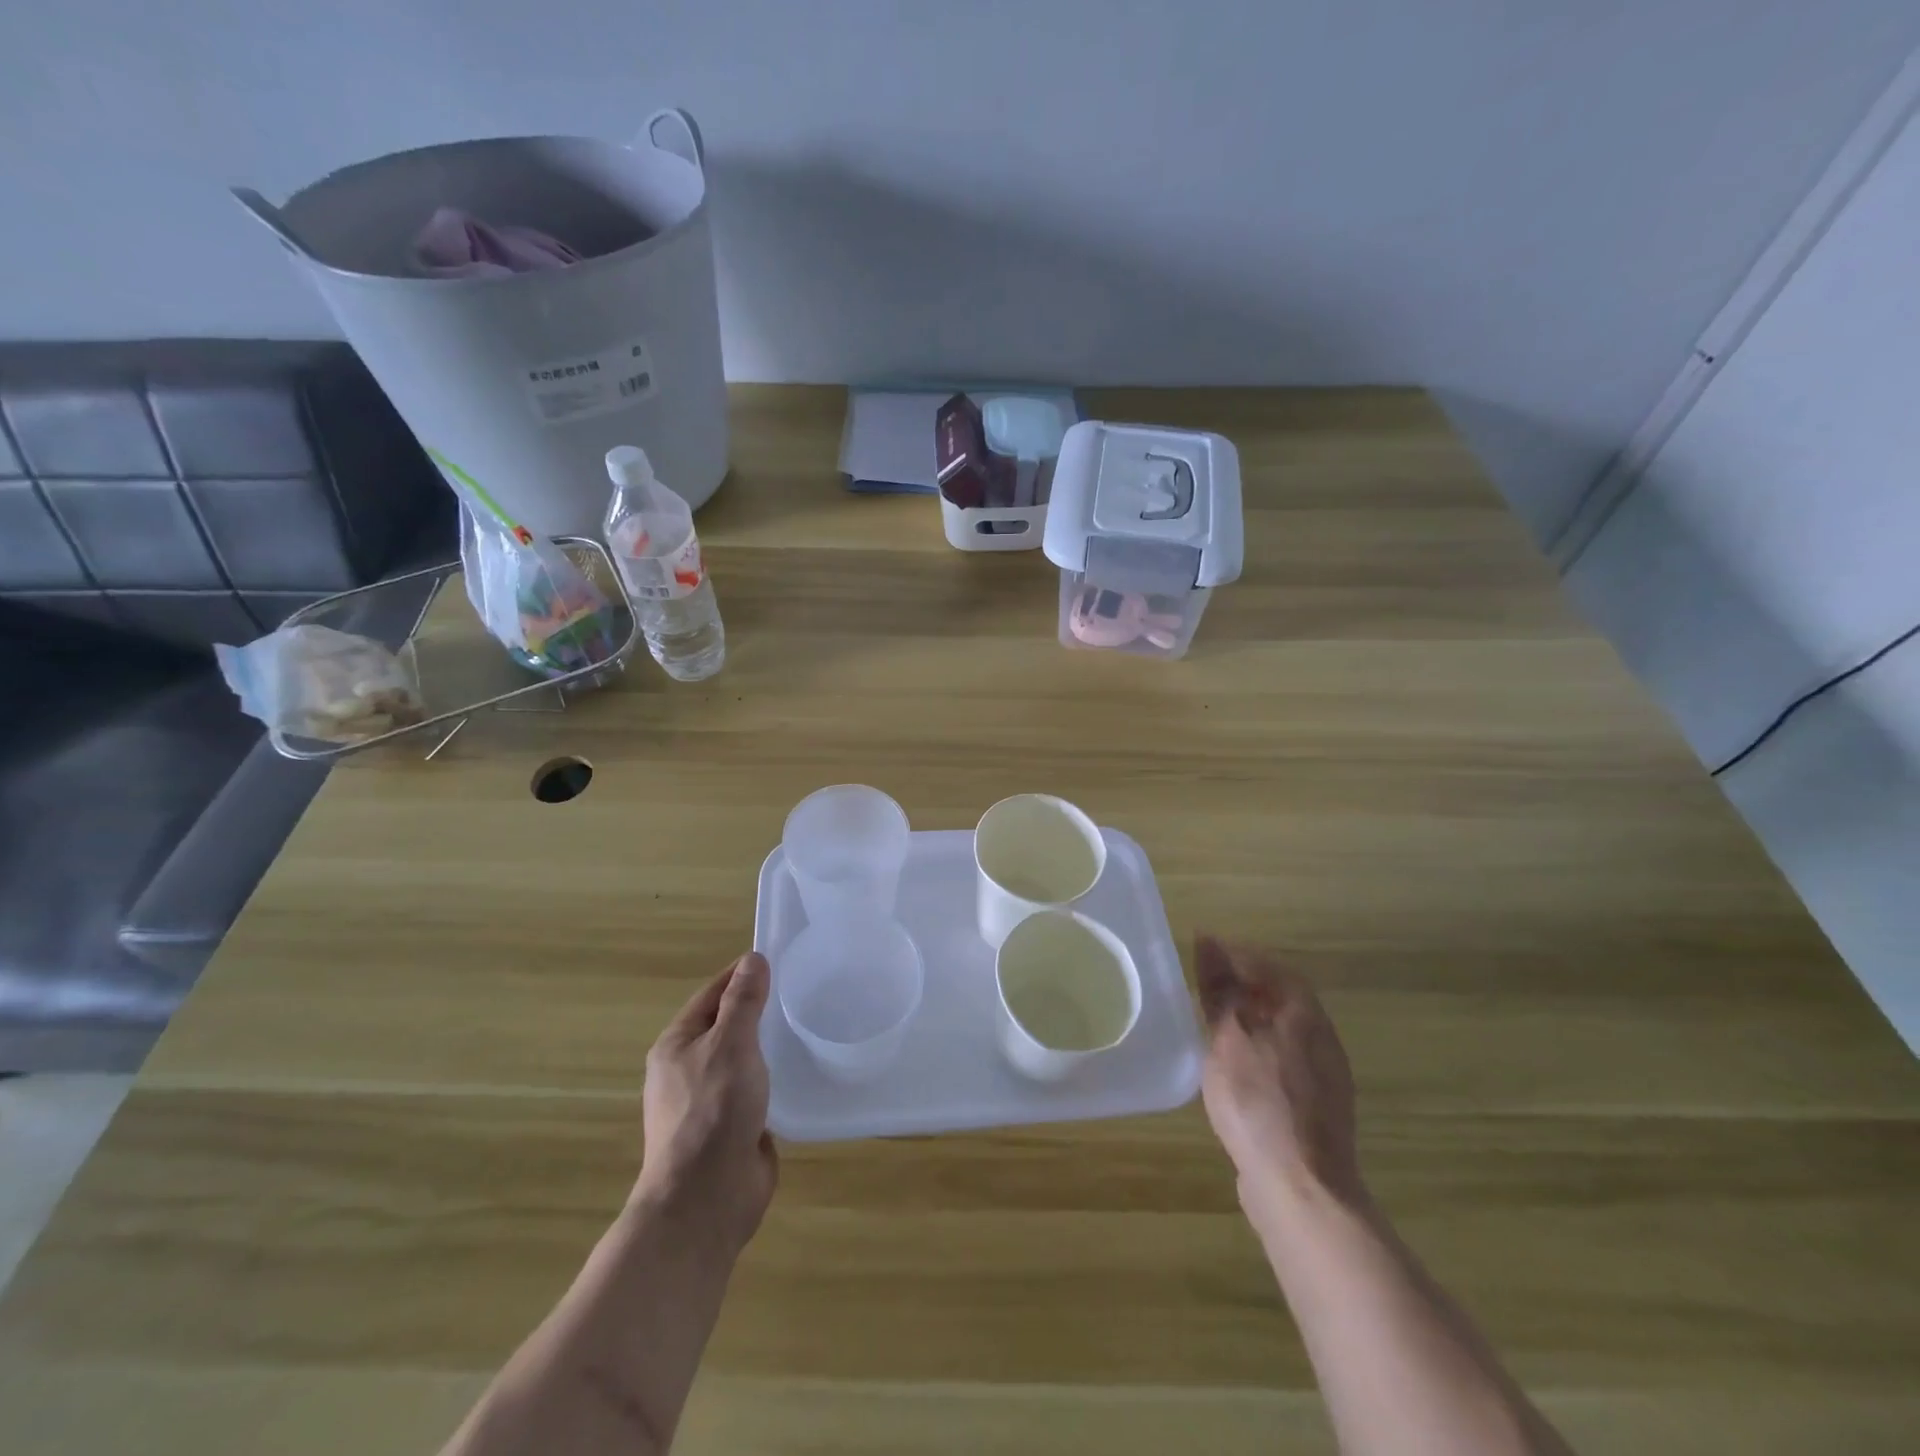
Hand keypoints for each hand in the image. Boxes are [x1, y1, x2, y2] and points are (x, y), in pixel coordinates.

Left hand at [635, 953, 778, 1253]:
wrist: (706, 1199)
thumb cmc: (713, 1110)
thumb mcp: (731, 1044)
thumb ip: (743, 1001)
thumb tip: (752, 959)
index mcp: (676, 1046)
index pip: (712, 995)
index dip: (741, 975)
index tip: (777, 960)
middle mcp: (687, 1070)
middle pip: (726, 1027)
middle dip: (757, 1010)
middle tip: (800, 992)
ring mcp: (708, 1103)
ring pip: (742, 1060)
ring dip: (768, 1046)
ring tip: (806, 1028)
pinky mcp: (731, 1129)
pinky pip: (755, 1091)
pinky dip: (774, 1078)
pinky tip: (801, 1072)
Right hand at [1195, 935, 1365, 1220]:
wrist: (1302, 1190)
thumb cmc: (1259, 1103)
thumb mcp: (1228, 1038)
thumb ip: (1219, 990)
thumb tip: (1209, 942)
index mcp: (1305, 1014)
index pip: (1271, 966)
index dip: (1236, 954)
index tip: (1201, 951)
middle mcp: (1322, 1038)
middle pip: (1281, 996)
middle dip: (1243, 985)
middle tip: (1203, 984)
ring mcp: (1324, 1077)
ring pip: (1283, 1030)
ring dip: (1250, 1018)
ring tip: (1212, 1022)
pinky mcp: (1316, 1110)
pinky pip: (1284, 1060)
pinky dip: (1257, 1049)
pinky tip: (1234, 1067)